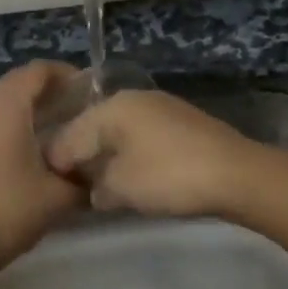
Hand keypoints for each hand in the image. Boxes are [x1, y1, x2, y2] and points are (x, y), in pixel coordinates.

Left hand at [0, 62, 86, 274]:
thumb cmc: (10, 209)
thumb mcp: (60, 195)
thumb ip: (84, 177)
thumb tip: (98, 171)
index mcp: (7, 104)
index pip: (40, 70)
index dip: (67, 74)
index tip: (91, 90)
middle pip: (22, 83)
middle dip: (52, 92)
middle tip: (82, 110)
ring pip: (5, 102)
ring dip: (33, 109)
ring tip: (63, 128)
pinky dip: (15, 123)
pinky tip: (35, 149)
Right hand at [45, 90, 259, 218]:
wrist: (236, 174)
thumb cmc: (169, 176)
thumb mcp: (121, 188)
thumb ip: (97, 188)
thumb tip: (95, 190)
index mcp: (112, 106)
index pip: (70, 134)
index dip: (58, 163)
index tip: (51, 189)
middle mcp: (133, 98)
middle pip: (94, 128)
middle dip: (83, 157)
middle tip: (75, 189)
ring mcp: (160, 108)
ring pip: (119, 132)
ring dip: (109, 157)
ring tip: (103, 186)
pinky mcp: (181, 123)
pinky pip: (142, 138)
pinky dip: (133, 156)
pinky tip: (135, 177)